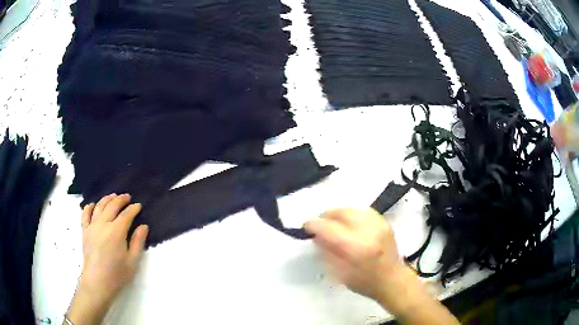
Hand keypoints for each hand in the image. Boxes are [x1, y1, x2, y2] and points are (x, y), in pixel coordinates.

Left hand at [66, 193, 148, 324]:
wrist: (97, 282)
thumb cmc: (117, 274)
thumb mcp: (132, 261)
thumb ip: (138, 242)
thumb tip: (143, 226)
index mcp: (116, 232)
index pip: (126, 215)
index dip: (133, 209)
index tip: (138, 206)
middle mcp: (103, 224)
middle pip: (112, 206)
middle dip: (121, 200)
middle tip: (127, 197)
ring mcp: (92, 226)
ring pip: (99, 206)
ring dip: (107, 199)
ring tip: (113, 196)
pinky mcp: (84, 231)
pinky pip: (85, 214)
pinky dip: (89, 207)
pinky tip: (93, 205)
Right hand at [304, 208, 402, 304]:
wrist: (392, 280)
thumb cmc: (364, 282)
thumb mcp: (339, 273)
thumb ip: (326, 251)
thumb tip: (316, 235)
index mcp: (355, 248)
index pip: (328, 228)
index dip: (313, 225)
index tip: (307, 227)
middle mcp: (368, 231)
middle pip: (340, 213)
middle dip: (326, 217)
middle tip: (321, 226)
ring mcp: (378, 224)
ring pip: (351, 208)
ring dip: (339, 215)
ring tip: (335, 223)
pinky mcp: (384, 222)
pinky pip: (363, 211)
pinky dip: (352, 214)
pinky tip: (350, 223)